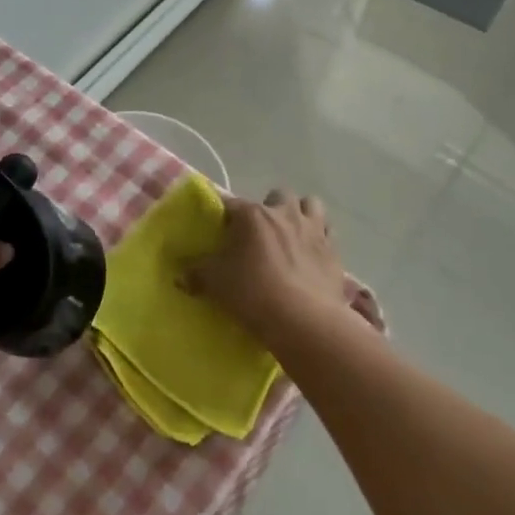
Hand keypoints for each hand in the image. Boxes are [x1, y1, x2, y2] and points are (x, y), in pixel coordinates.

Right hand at [184, 189, 353, 347]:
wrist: (303, 319)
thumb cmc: (253, 292)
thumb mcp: (215, 283)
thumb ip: (196, 274)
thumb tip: (180, 275)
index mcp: (252, 215)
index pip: (231, 204)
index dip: (225, 217)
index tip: (221, 232)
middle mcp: (284, 213)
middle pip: (277, 195)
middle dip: (270, 208)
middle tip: (260, 233)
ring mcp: (314, 229)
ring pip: (310, 205)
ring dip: (300, 214)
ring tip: (291, 235)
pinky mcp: (334, 250)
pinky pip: (328, 232)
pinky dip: (320, 238)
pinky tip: (312, 254)